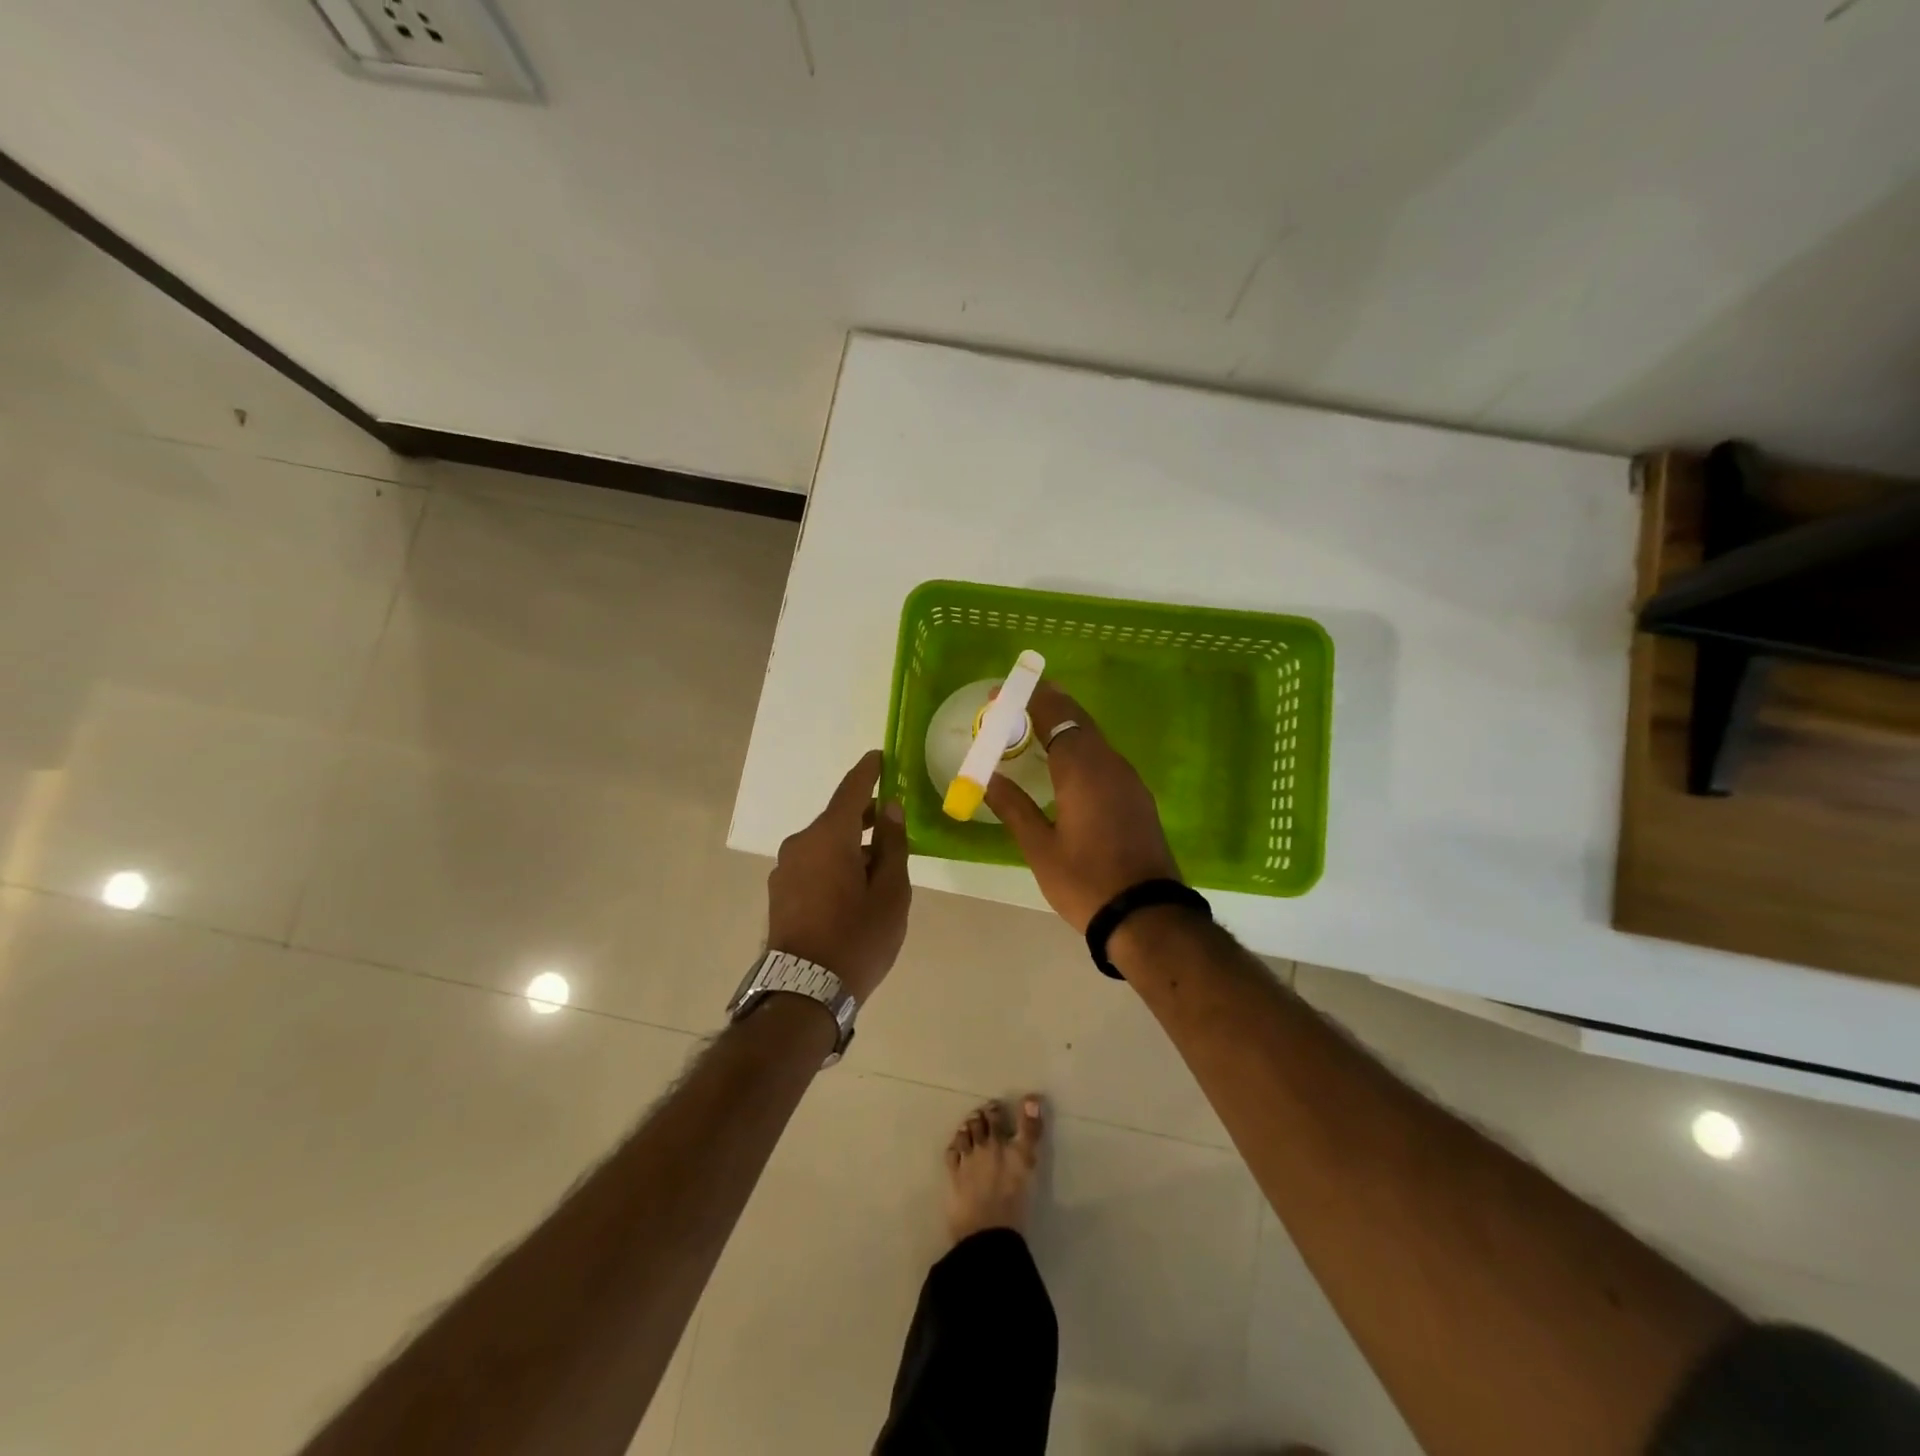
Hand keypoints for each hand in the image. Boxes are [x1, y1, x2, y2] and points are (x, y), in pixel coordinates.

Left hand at [767, 750, 911, 1000]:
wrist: (803, 991)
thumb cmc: (857, 938)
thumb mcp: (891, 892)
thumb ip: (893, 845)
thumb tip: (890, 809)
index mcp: (830, 836)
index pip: (852, 789)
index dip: (869, 771)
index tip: (882, 756)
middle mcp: (801, 843)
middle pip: (837, 817)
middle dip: (865, 815)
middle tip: (894, 821)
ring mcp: (785, 868)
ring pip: (824, 843)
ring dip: (850, 844)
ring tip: (879, 864)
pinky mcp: (779, 891)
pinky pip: (812, 863)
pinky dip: (834, 862)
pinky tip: (853, 887)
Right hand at [984, 683, 1181, 931]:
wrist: (1147, 915)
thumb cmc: (1086, 881)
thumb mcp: (1040, 848)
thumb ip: (1014, 807)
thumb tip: (988, 779)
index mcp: (1082, 770)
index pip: (1056, 717)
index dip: (1029, 699)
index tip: (1003, 691)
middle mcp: (1109, 765)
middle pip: (1079, 720)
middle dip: (1049, 705)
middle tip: (1017, 701)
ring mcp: (1129, 780)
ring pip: (1094, 738)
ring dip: (1066, 725)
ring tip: (1035, 726)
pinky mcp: (1138, 797)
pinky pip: (1105, 758)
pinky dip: (1081, 748)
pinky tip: (1067, 764)